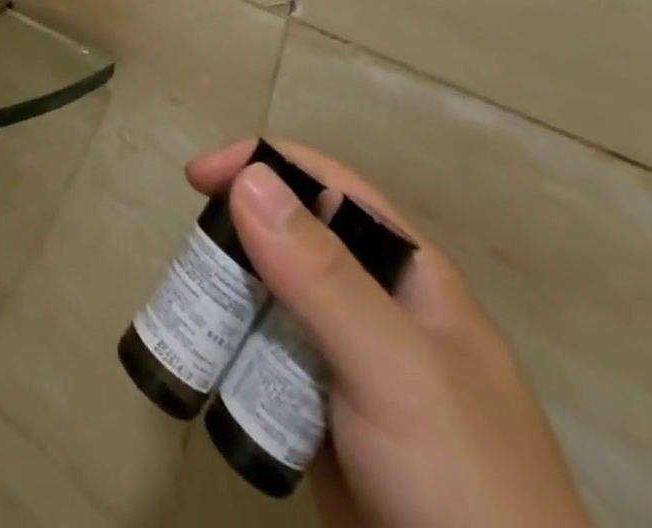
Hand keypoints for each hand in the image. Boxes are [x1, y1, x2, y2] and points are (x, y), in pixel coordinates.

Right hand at [189, 141, 589, 527]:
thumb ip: (324, 276)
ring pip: (273, 297)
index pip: (326, 186)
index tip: (198, 179)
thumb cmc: (462, 485)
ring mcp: (350, 363)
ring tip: (189, 313)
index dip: (262, 166)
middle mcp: (375, 305)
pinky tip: (211, 363)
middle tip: (189, 261)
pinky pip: (268, 358)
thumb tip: (249, 177)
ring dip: (229, 295)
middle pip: (291, 238)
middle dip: (236, 236)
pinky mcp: (324, 415)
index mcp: (407, 273)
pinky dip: (235, 350)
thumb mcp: (394, 369)